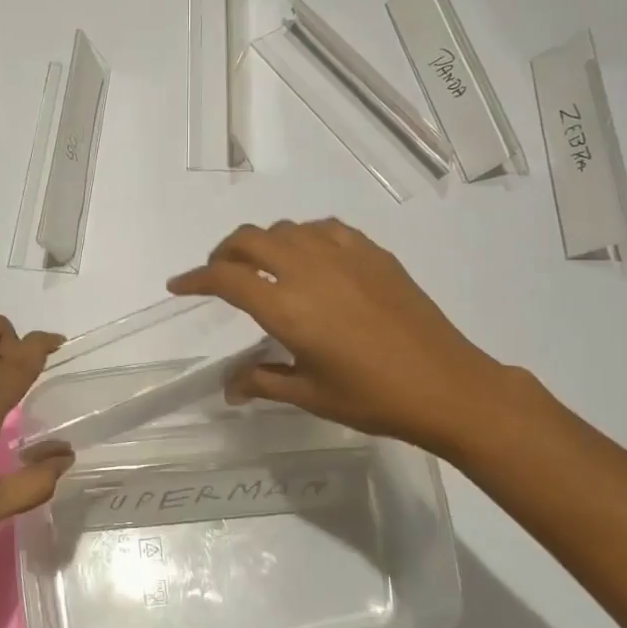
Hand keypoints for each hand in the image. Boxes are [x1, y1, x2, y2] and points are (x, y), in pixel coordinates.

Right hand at [168, 219, 512, 456]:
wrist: (447, 385)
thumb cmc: (373, 398)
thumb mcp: (310, 394)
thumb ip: (262, 381)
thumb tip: (228, 388)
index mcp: (287, 307)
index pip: (226, 279)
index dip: (195, 279)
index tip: (178, 285)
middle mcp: (309, 270)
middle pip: (249, 239)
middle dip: (224, 253)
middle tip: (218, 275)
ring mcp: (344, 255)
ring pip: (286, 229)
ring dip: (263, 243)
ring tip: (264, 268)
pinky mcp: (373, 253)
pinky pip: (324, 229)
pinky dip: (303, 237)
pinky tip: (311, 259)